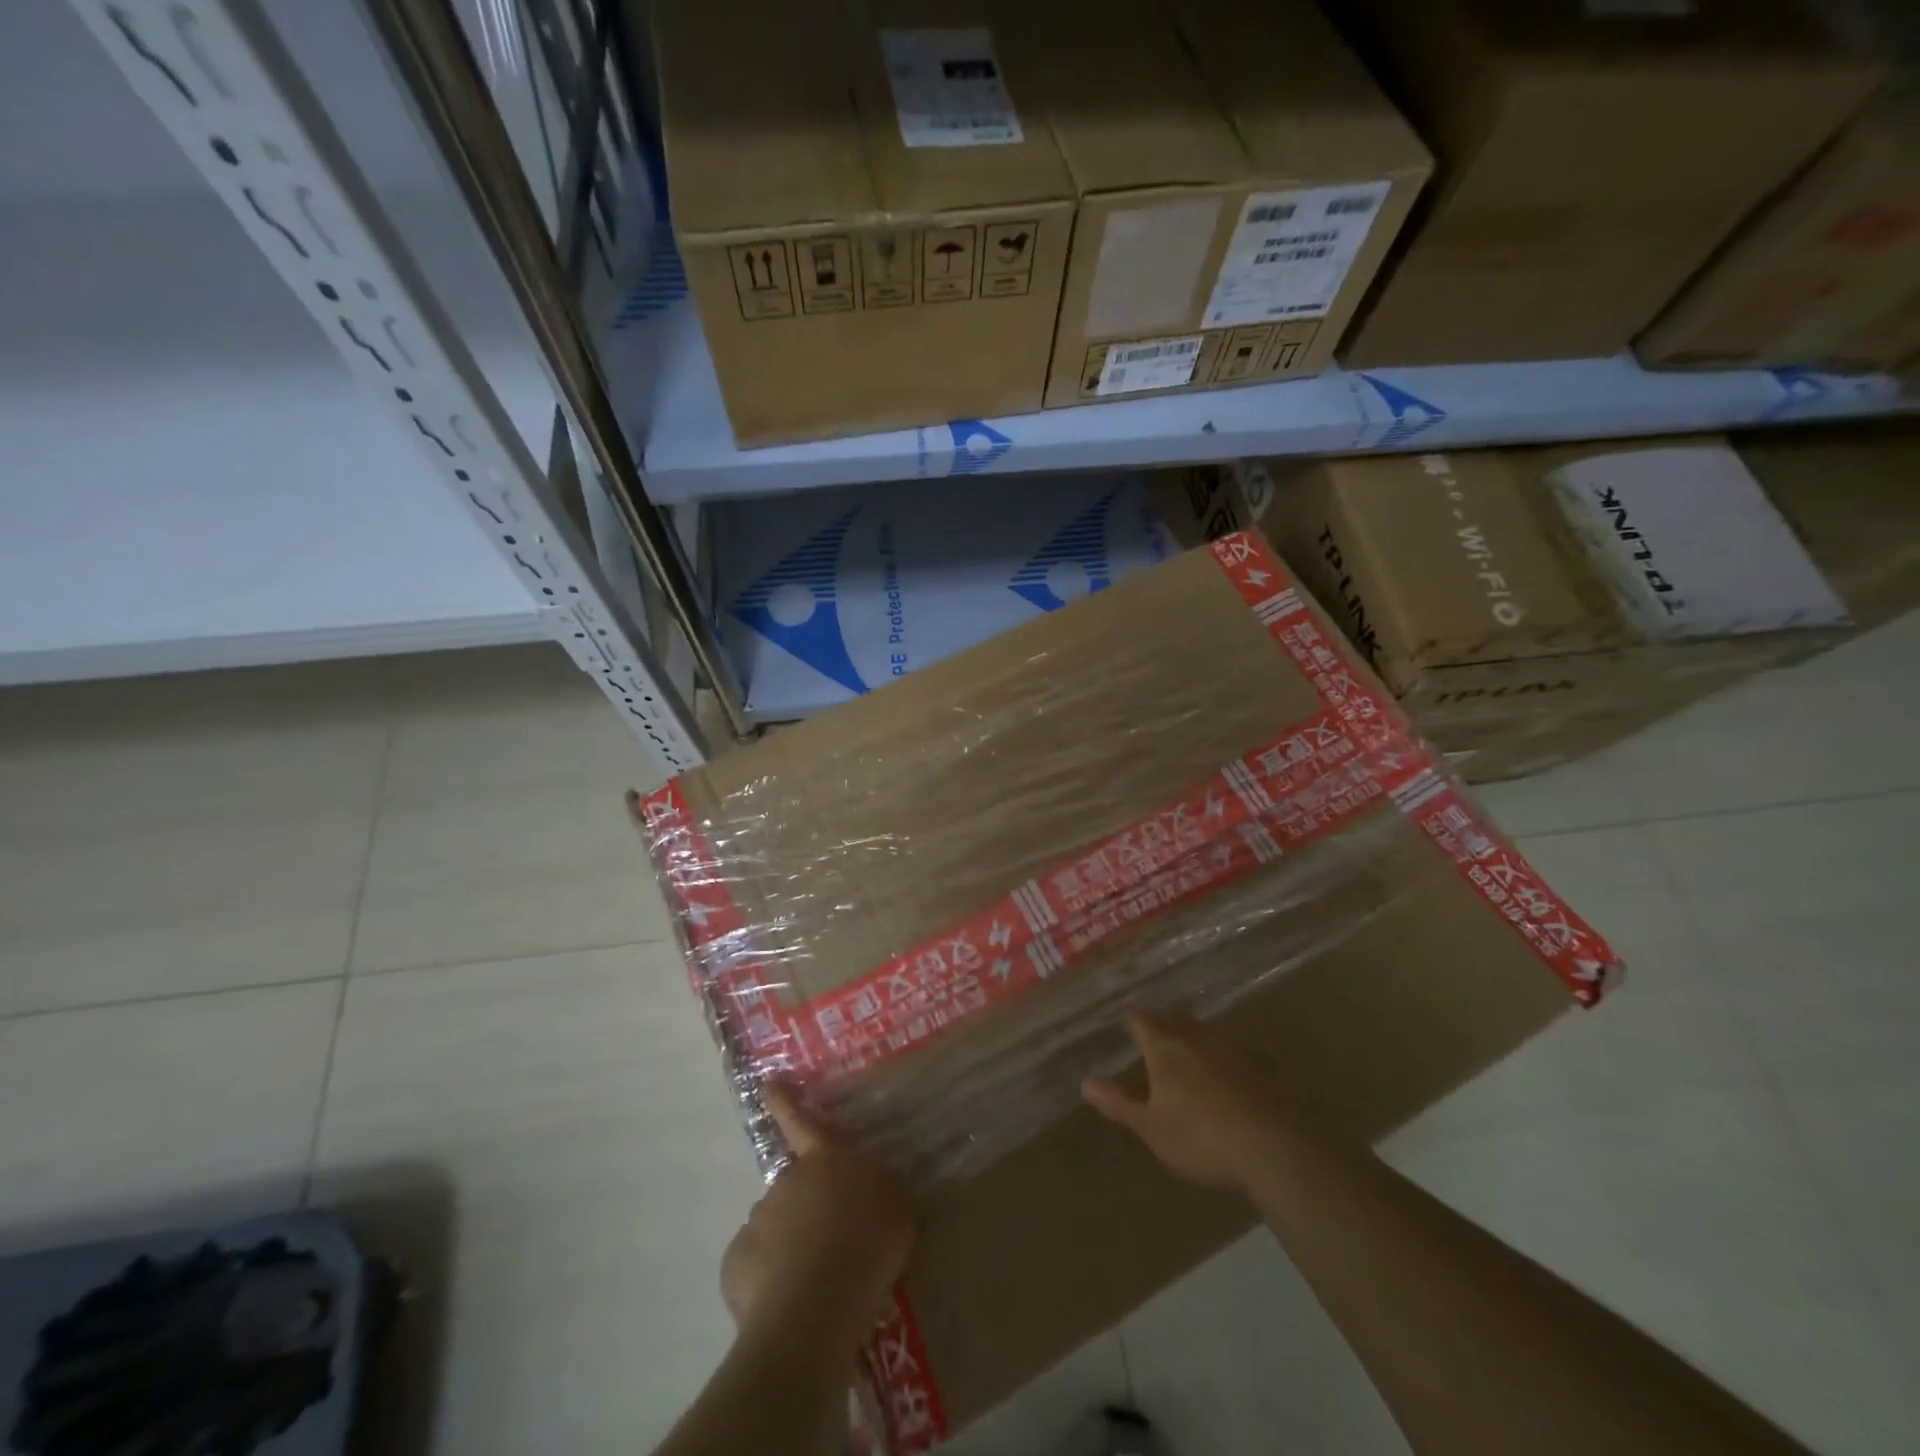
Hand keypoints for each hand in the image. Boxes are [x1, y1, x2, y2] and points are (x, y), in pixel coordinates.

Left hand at [720, 1085, 914, 1347]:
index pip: (802, 1122)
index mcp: (825, 1161)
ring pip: (776, 1230)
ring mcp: (758, 1220)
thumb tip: (866, 1193)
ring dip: (791, 1249)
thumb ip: (878, 1193)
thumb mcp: (896, 1208)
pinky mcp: (737, 1262)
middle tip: (833, 1248)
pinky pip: (757, 1268)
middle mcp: (787, 1180)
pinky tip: (791, 1304)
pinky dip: (769, 1282)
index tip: (768, 1083)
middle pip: (796, 1189)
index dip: (786, 1102)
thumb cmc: (866, 1244)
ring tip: (816, 1286)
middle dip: (808, 1211)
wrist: (815, 1304)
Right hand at [1082, 1011, 1288, 1191]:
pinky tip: (1228, 1077)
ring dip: (1197, 1039)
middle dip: (1166, 1024)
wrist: (1271, 1146)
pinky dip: (1225, 1061)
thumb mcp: (1150, 1127)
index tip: (1127, 1019)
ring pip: (1208, 1035)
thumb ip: (1119, 1104)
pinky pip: (1235, 1056)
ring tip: (1190, 1051)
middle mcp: (1196, 1040)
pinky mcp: (1260, 1071)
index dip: (1133, 1019)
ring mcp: (1231, 1052)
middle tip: (1158, 1032)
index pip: (1143, 1021)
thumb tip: (1086, 1083)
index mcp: (1165, 1048)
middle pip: (1178, 1021)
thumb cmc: (1199, 1136)